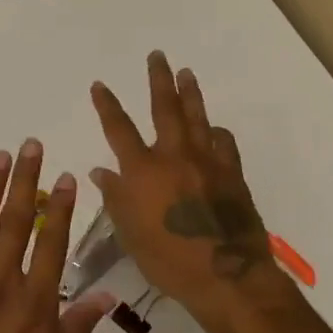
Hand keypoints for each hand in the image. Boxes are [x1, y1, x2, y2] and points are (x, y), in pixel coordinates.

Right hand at [90, 51, 305, 323]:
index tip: (99, 84)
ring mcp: (207, 163)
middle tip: (158, 56)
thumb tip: (101, 171)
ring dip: (190, 93)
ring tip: (187, 73)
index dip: (107, 104)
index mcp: (143, 171)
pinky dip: (216, 133)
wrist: (227, 276)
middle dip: (159, 80)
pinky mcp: (232, 174)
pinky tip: (214, 130)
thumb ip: (116, 199)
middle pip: (165, 108)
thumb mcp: (130, 234)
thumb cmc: (168, 261)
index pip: (119, 129)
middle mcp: (174, 157)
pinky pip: (224, 144)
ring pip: (197, 118)